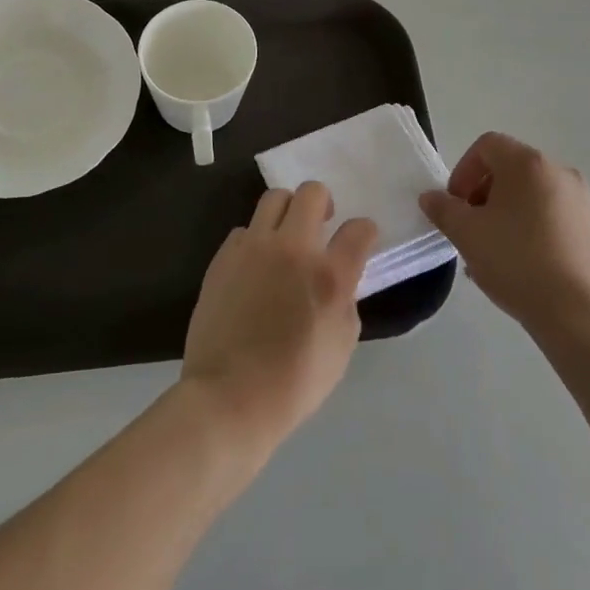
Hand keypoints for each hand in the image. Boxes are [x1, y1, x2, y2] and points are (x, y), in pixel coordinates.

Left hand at [181, 183, 377, 455]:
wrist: (229, 396)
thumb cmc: (294, 382)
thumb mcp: (341, 346)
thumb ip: (345, 301)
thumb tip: (337, 281)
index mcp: (329, 275)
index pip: (359, 229)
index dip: (365, 231)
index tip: (360, 240)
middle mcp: (293, 248)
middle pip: (313, 192)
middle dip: (323, 203)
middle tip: (322, 224)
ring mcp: (254, 247)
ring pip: (274, 198)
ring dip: (287, 211)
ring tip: (286, 236)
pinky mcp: (224, 255)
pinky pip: (244, 230)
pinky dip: (255, 240)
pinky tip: (255, 265)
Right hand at [420, 132, 589, 338]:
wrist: (578, 315)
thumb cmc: (516, 262)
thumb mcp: (466, 234)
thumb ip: (443, 209)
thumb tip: (431, 197)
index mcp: (528, 163)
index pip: (487, 146)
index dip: (463, 170)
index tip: (455, 204)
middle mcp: (560, 172)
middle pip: (510, 169)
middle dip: (483, 194)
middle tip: (471, 228)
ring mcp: (582, 202)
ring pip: (532, 195)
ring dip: (506, 213)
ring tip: (493, 252)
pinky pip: (553, 217)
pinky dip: (532, 228)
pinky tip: (522, 265)